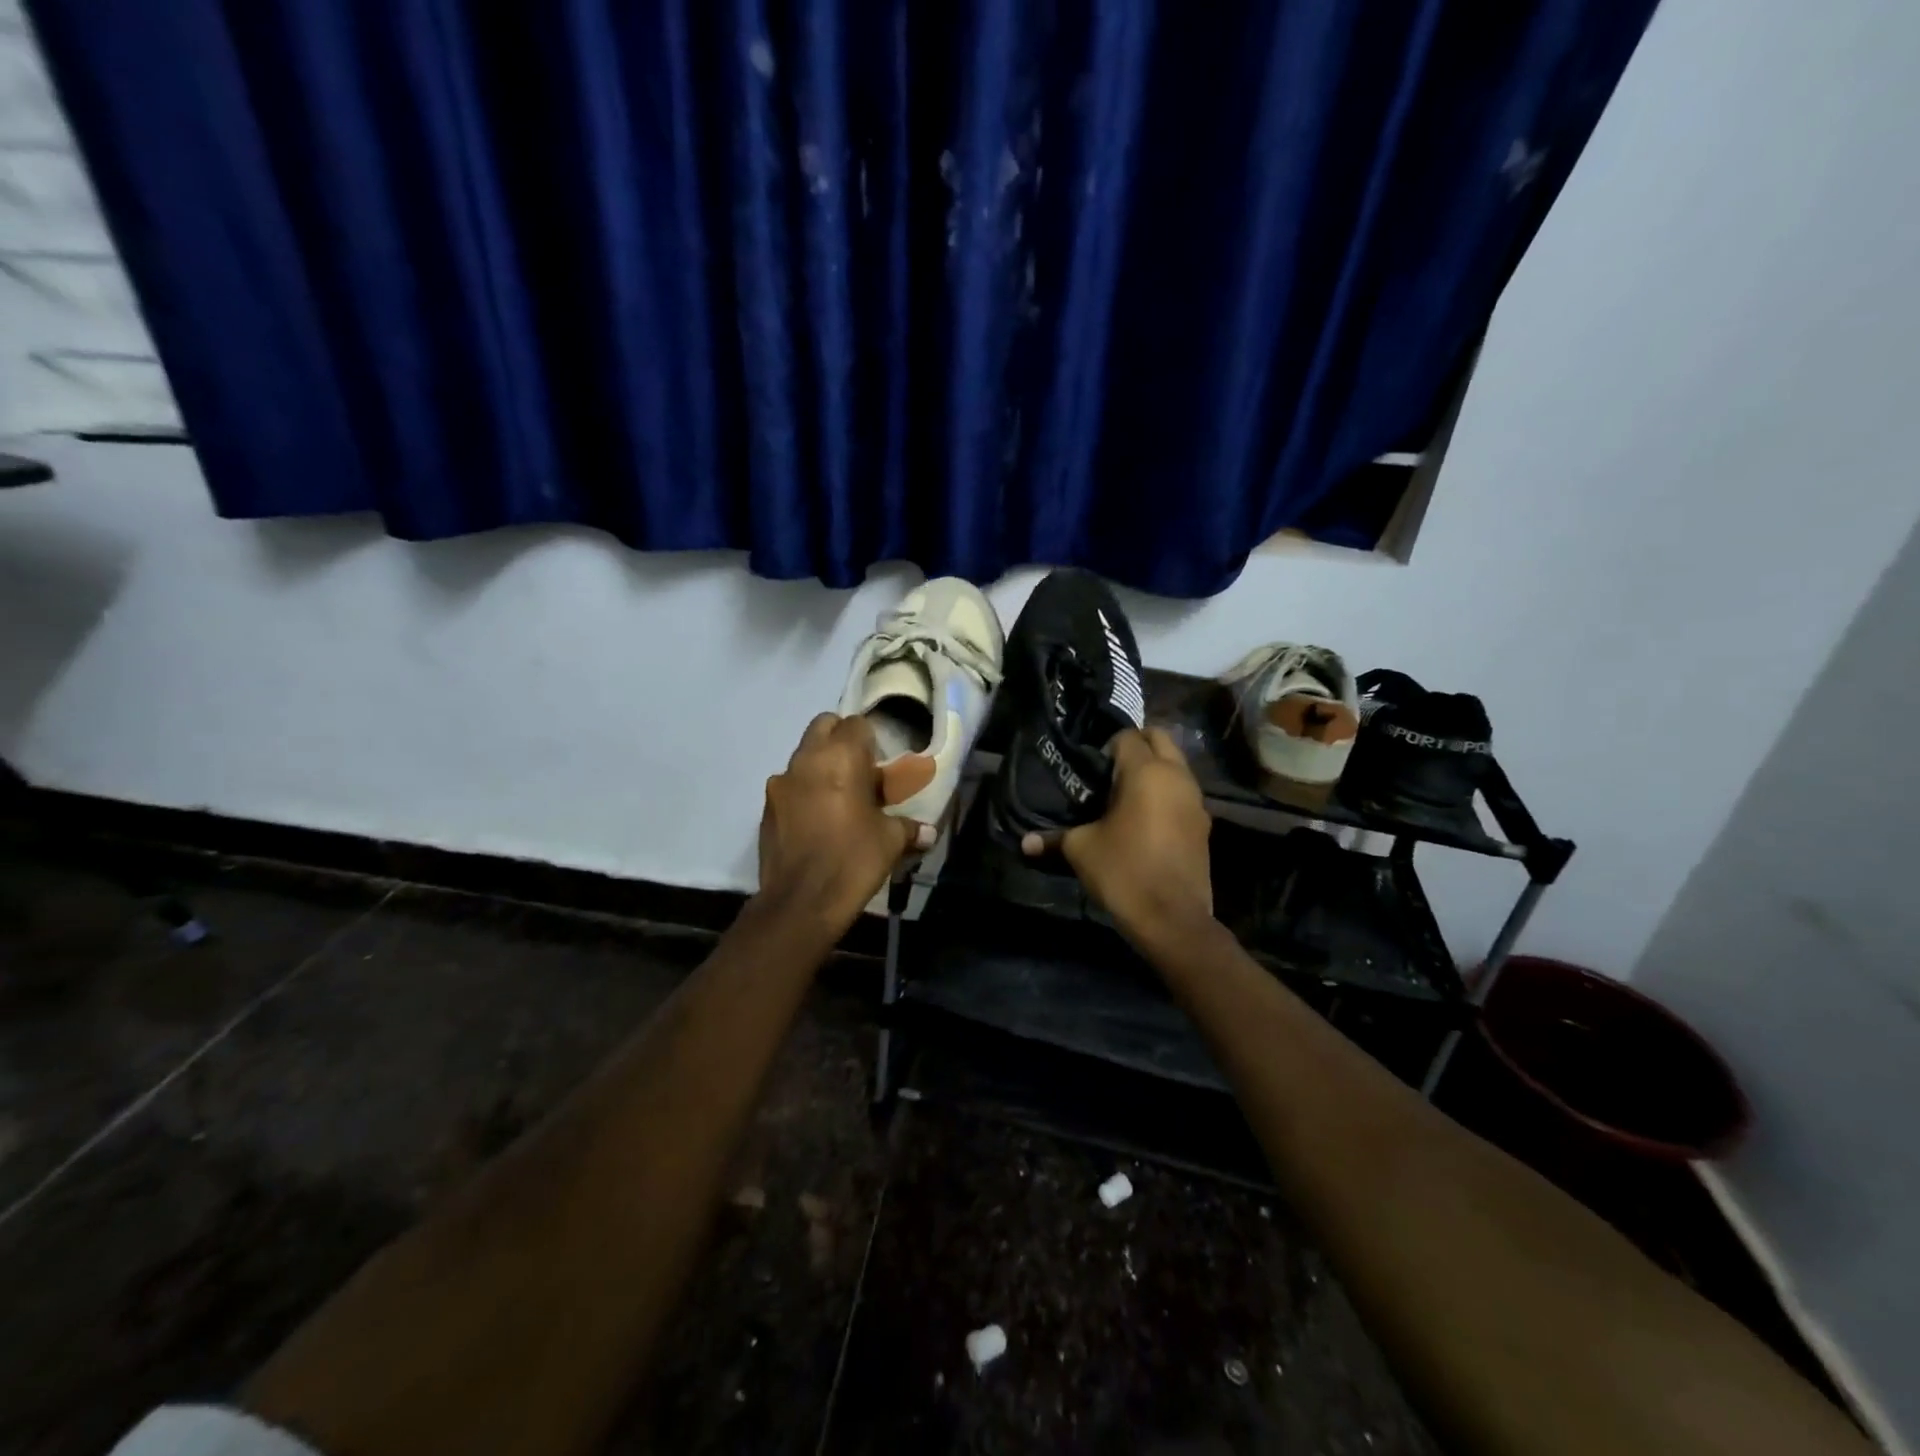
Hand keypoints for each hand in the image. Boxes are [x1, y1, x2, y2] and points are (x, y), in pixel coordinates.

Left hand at [758, 714, 931, 932]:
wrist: (801, 902)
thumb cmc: (853, 860)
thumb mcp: (890, 841)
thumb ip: (908, 828)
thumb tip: (927, 832)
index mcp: (840, 757)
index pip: (856, 723)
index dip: (870, 740)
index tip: (880, 764)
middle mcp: (806, 759)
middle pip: (823, 727)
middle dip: (841, 740)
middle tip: (859, 771)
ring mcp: (780, 783)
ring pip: (803, 756)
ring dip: (820, 766)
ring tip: (838, 799)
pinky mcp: (766, 808)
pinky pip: (789, 786)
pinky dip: (803, 792)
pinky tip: (817, 822)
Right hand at [1025, 728, 1214, 948]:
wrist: (1173, 919)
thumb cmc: (1124, 872)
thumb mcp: (1082, 851)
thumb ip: (1054, 838)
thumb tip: (1026, 843)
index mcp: (1146, 772)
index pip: (1127, 737)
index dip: (1106, 747)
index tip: (1090, 769)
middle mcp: (1177, 777)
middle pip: (1159, 739)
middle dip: (1136, 746)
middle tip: (1109, 771)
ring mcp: (1196, 800)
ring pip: (1176, 765)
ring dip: (1155, 768)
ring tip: (1125, 794)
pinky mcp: (1203, 824)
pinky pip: (1183, 792)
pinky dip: (1166, 792)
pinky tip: (1145, 818)